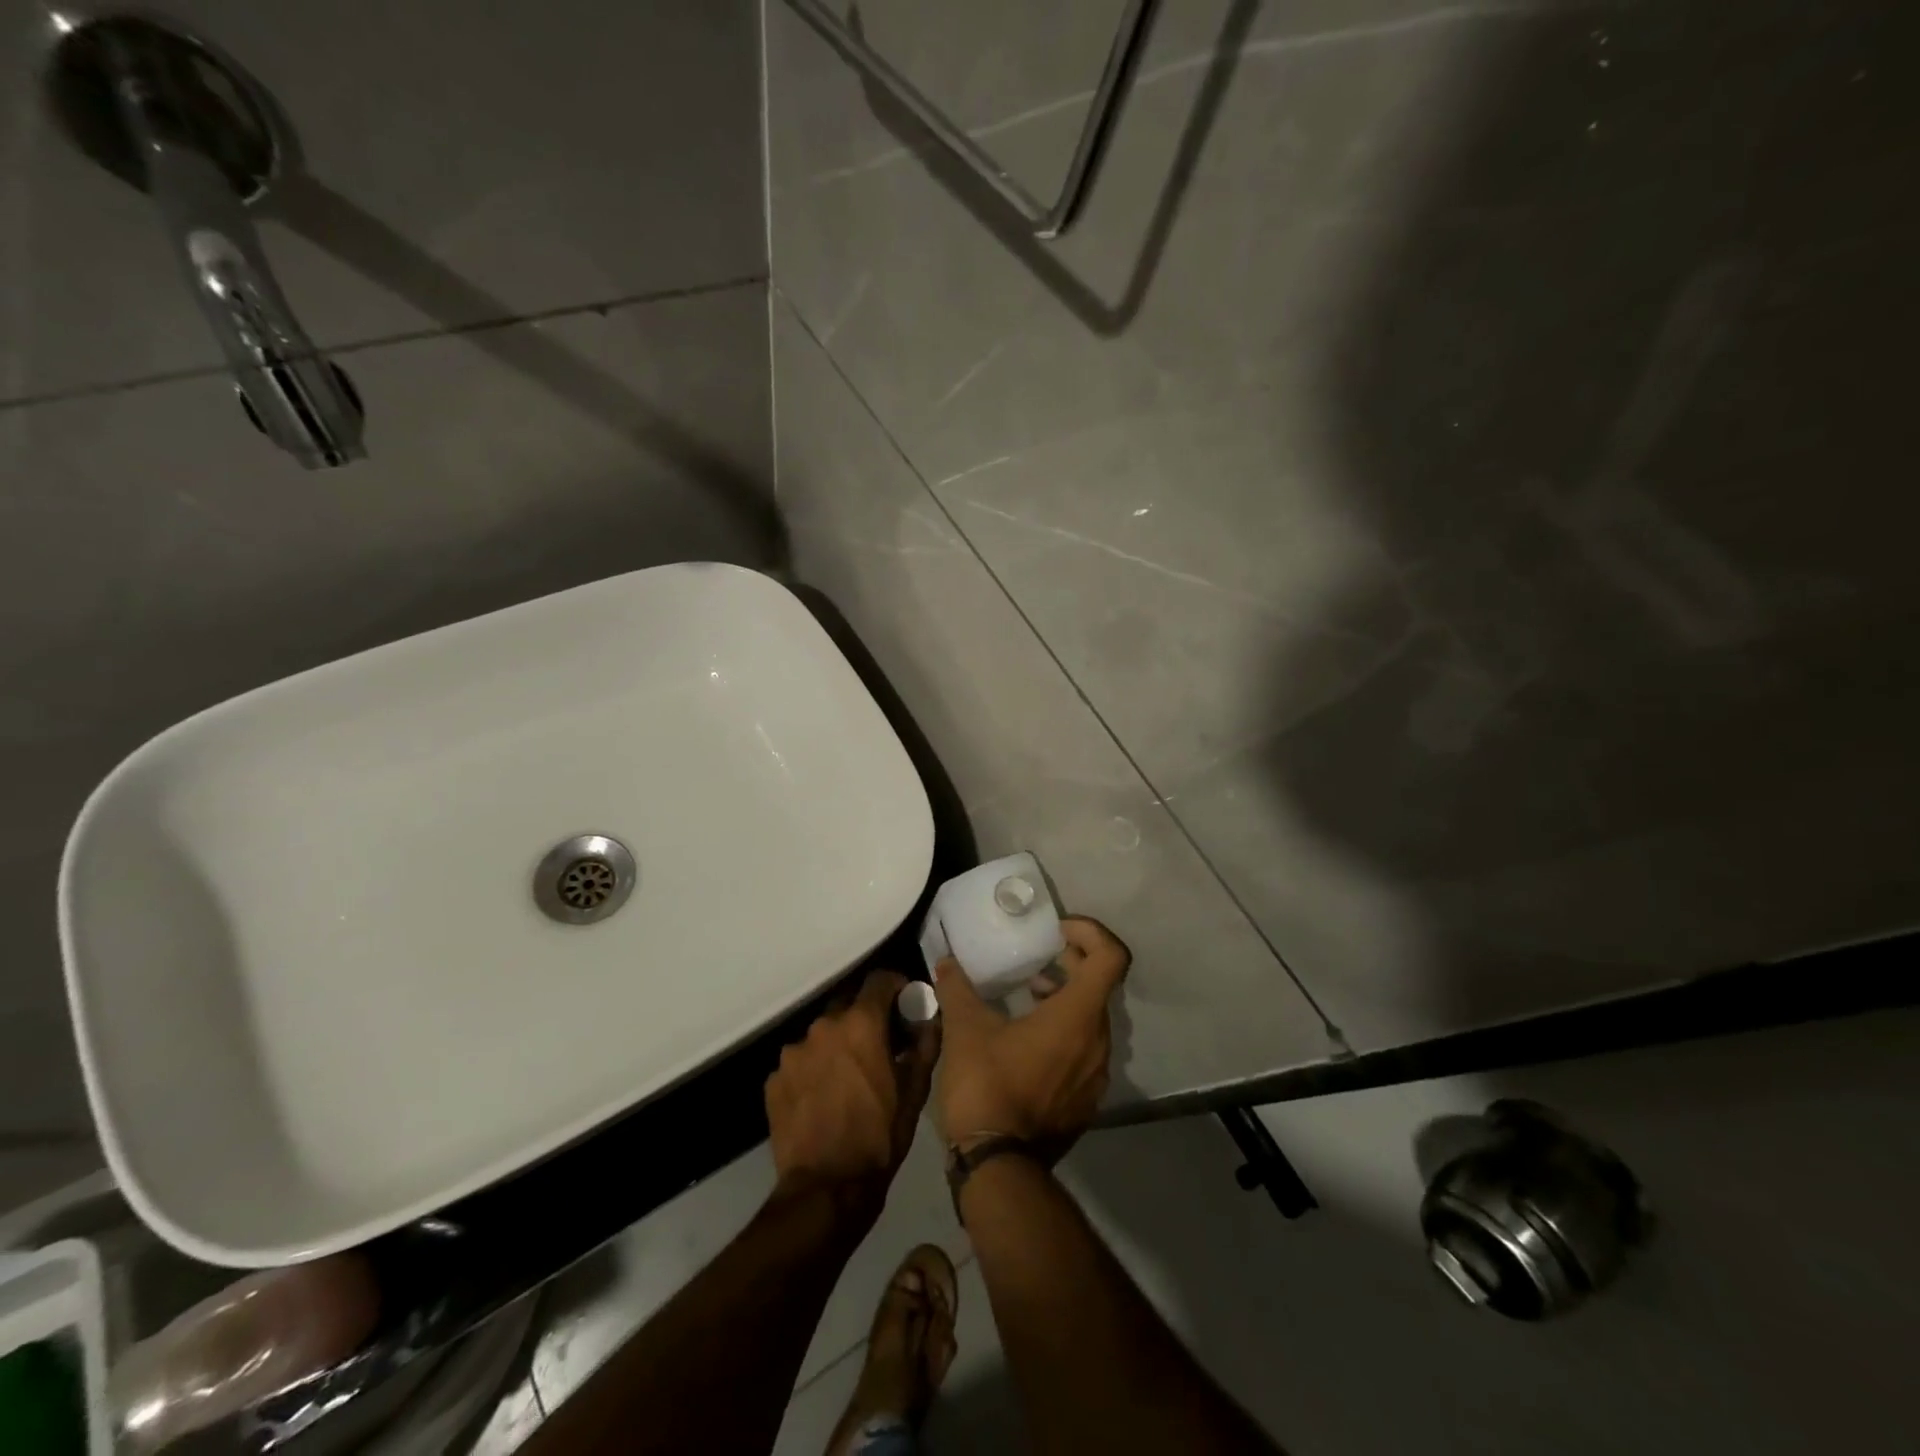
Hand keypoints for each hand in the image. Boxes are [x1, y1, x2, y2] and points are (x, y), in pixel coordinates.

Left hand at [765, 970, 940, 1219]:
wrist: (827, 1190)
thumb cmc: (880, 1137)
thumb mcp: (915, 1092)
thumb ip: (925, 1043)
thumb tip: (930, 1016)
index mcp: (860, 1023)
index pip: (880, 979)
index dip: (896, 987)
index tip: (905, 1004)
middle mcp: (823, 1026)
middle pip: (847, 1005)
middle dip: (865, 1018)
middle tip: (878, 1046)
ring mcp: (793, 1053)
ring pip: (822, 1035)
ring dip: (837, 1046)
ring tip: (847, 1078)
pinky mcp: (774, 1079)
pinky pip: (800, 1063)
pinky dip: (814, 1071)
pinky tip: (822, 1099)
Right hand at [933, 916, 1130, 1163]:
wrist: (997, 1166)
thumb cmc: (986, 1084)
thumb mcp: (965, 1028)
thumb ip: (957, 988)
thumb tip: (945, 962)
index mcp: (1078, 1016)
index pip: (1111, 957)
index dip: (1090, 933)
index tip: (1057, 932)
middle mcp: (1098, 1042)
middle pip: (1100, 986)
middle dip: (1072, 964)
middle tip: (1039, 961)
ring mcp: (1096, 1076)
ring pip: (1092, 1020)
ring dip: (1067, 999)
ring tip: (1030, 997)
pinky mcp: (1086, 1102)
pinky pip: (1085, 1050)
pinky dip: (1066, 1032)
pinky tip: (1028, 1041)